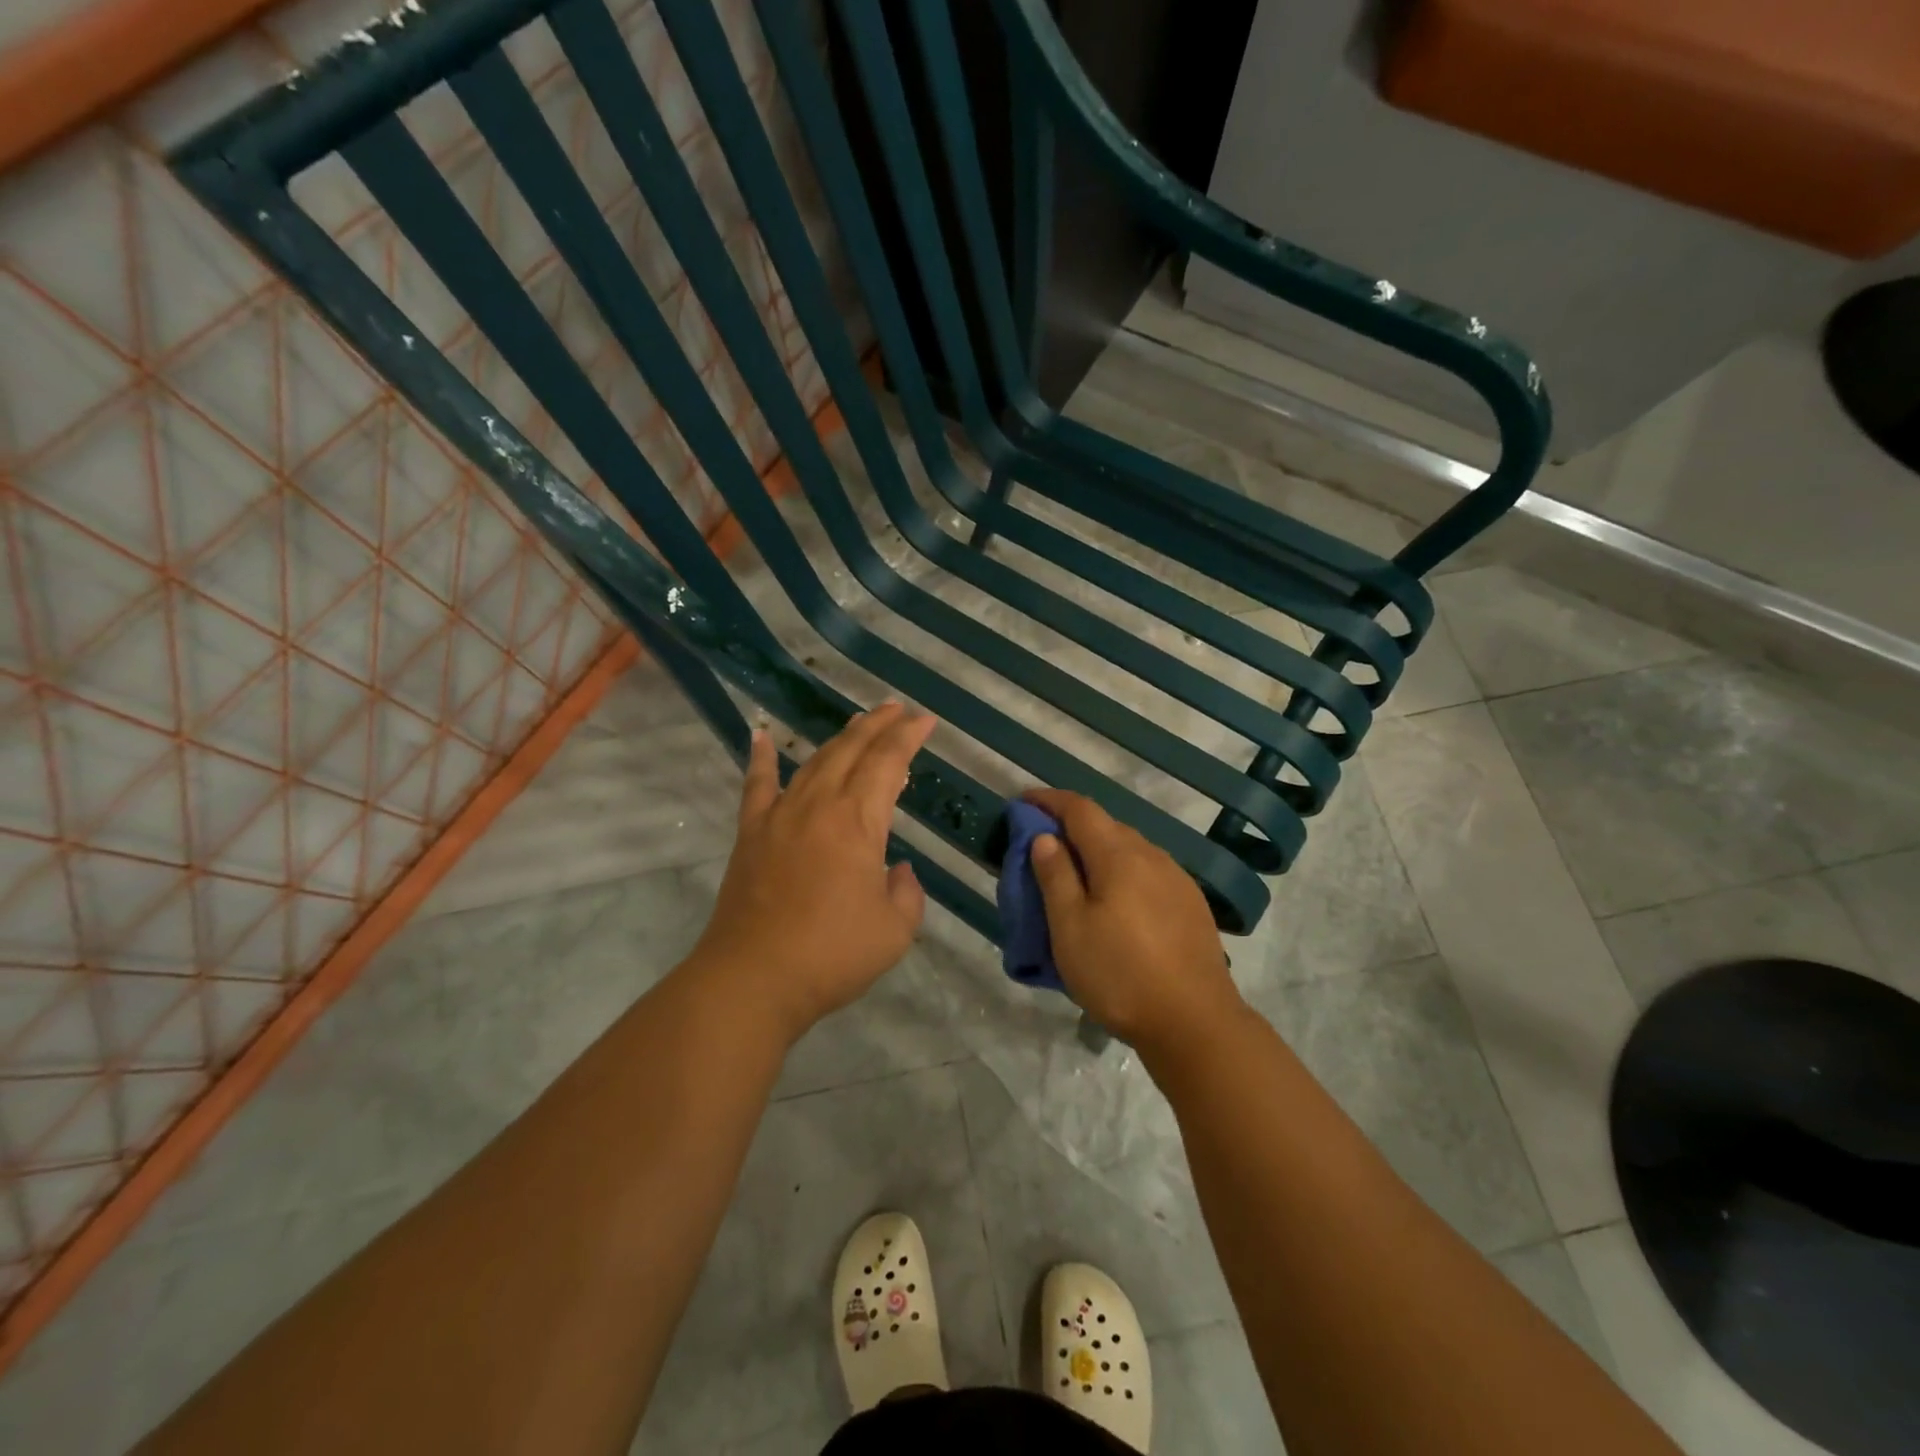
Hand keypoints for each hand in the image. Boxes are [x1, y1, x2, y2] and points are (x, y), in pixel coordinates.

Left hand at [687, 703, 936, 1043]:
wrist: (753, 978)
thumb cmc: (832, 955)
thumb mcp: (894, 930)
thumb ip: (906, 893)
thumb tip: (896, 871)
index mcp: (858, 822)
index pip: (888, 763)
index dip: (908, 737)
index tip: (925, 720)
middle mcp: (819, 805)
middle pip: (851, 751)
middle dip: (878, 725)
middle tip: (897, 709)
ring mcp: (780, 816)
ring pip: (814, 762)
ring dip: (839, 738)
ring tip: (858, 723)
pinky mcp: (751, 834)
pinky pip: (757, 786)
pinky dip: (762, 758)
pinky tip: (762, 736)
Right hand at [1024, 789, 1246, 1057]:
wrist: (1195, 1023)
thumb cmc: (1120, 975)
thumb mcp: (1070, 928)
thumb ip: (1055, 876)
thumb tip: (1045, 836)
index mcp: (1119, 855)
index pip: (1080, 809)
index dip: (1049, 800)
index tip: (1023, 802)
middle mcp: (1152, 856)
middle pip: (1106, 826)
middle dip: (1072, 826)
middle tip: (1042, 846)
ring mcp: (1177, 879)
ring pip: (1130, 849)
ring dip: (1098, 850)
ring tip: (1076, 875)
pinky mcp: (1191, 904)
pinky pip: (1148, 872)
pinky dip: (1122, 872)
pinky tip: (1116, 901)